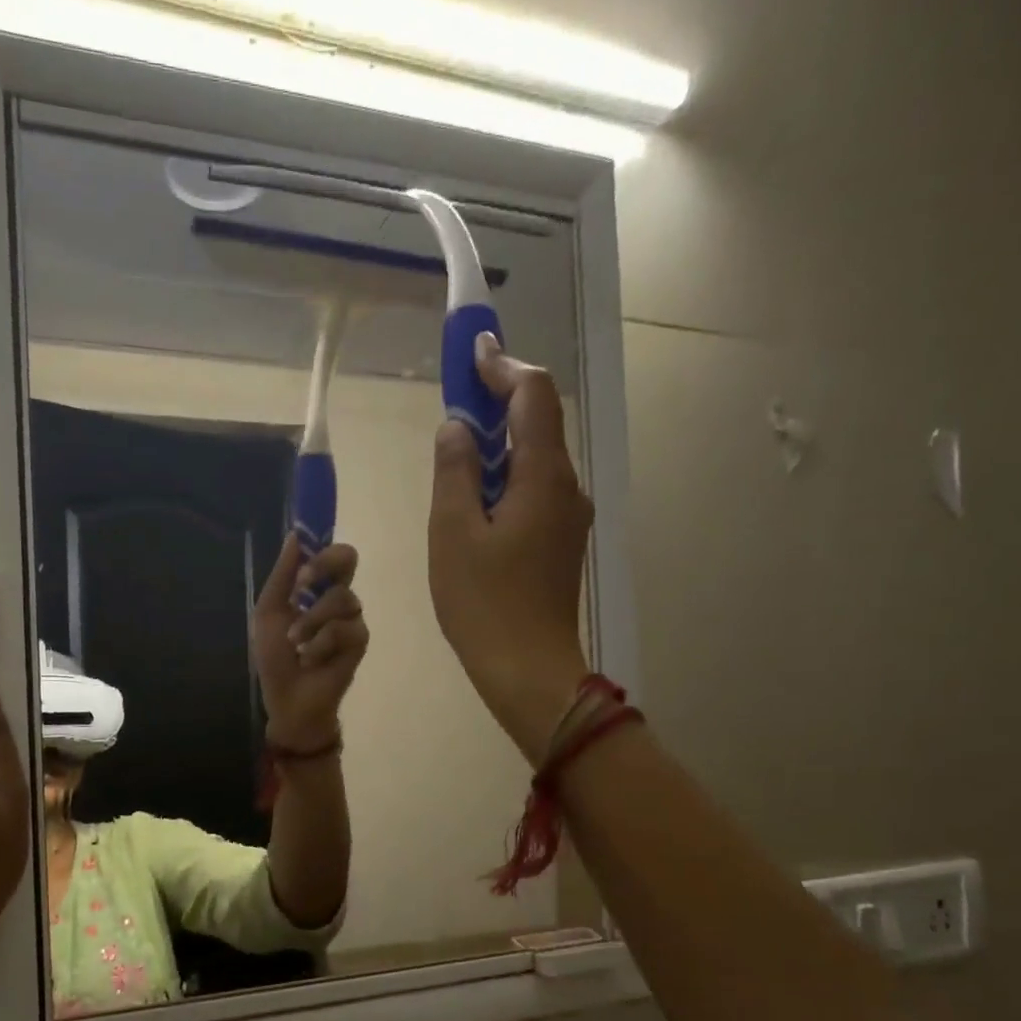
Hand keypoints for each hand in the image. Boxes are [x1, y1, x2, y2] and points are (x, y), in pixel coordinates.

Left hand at [253, 534, 368, 750]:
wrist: (288, 698)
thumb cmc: (275, 657)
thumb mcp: (269, 613)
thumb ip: (282, 576)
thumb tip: (295, 536)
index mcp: (315, 588)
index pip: (329, 552)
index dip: (320, 547)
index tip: (300, 560)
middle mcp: (337, 596)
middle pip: (348, 558)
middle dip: (323, 566)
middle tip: (302, 586)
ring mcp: (352, 618)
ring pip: (341, 598)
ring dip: (310, 622)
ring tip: (297, 645)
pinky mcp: (360, 640)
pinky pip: (344, 629)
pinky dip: (321, 644)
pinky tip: (312, 660)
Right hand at [429, 333, 591, 763]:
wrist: (528, 669)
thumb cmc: (484, 603)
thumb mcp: (453, 533)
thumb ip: (454, 471)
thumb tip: (457, 428)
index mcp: (543, 476)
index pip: (533, 396)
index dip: (503, 366)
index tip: (472, 350)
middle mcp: (566, 487)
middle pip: (539, 423)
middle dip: (500, 401)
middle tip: (458, 396)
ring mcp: (568, 517)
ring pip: (535, 459)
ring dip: (500, 443)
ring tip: (458, 449)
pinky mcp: (559, 543)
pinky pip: (534, 491)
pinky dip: (505, 477)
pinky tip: (474, 498)